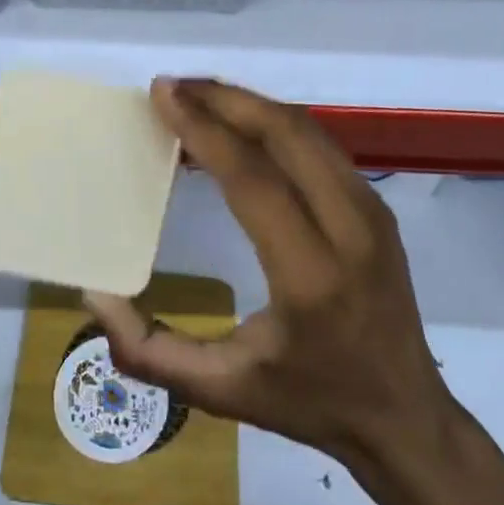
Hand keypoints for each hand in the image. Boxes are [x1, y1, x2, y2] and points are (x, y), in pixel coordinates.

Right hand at [85, 78, 454, 470]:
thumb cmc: (308, 401)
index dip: (204, 128)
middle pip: (284, 133)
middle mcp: (350, 229)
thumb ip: (149, 351)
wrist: (406, 417)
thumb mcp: (221, 391)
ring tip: (197, 97)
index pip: (252, 178)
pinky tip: (237, 124)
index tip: (162, 94)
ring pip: (304, 128)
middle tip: (172, 87)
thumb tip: (97, 293)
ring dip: (247, 103)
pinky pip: (317, 142)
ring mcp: (371, 210)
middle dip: (223, 99)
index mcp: (310, 276)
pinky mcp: (376, 203)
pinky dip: (271, 121)